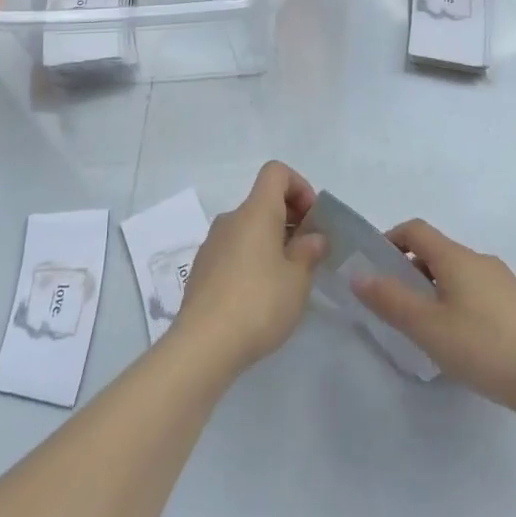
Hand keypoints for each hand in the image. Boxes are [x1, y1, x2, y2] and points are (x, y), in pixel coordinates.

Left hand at [173, 161, 326, 376]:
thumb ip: (308, 252)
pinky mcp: (202, 268)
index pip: (275, 172)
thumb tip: (313, 237)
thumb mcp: (297, 280)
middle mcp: (231, 219)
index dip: (299, 186)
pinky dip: (252, 258)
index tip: (312, 219)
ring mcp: (212, 243)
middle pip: (263, 201)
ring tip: (287, 279)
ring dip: (271, 241)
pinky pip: (234, 249)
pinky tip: (260, 296)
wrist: (203, 344)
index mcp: (255, 212)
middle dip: (290, 219)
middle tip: (308, 254)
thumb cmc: (258, 303)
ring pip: (249, 228)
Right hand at [350, 219, 515, 424]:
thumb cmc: (483, 346)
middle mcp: (480, 260)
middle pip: (437, 252)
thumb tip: (358, 275)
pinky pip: (479, 291)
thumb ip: (390, 299)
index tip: (375, 268)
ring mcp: (505, 281)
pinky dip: (460, 302)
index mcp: (456, 257)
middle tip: (398, 307)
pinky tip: (464, 341)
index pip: (415, 230)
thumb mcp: (427, 327)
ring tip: (430, 328)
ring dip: (436, 289)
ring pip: (459, 274)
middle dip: (412, 271)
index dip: (390, 240)